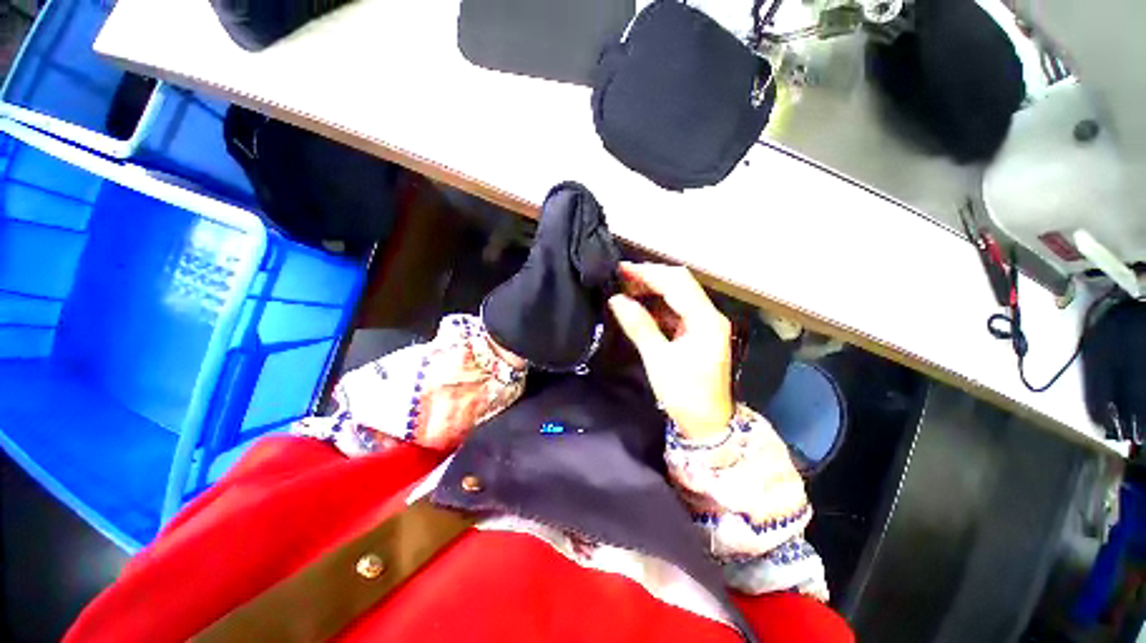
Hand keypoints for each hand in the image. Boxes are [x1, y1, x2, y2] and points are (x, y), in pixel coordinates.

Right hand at [608, 262, 734, 440]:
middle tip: (621, 277)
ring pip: (678, 295)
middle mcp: (709, 316)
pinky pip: (676, 310)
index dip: (648, 273)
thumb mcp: (658, 360)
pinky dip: (657, 305)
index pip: (677, 283)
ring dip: (653, 290)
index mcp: (705, 320)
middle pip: (680, 283)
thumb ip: (639, 326)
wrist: (708, 424)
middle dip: (651, 277)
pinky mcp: (698, 333)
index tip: (622, 270)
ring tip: (626, 288)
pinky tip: (640, 305)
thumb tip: (617, 300)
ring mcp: (705, 324)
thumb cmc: (685, 395)